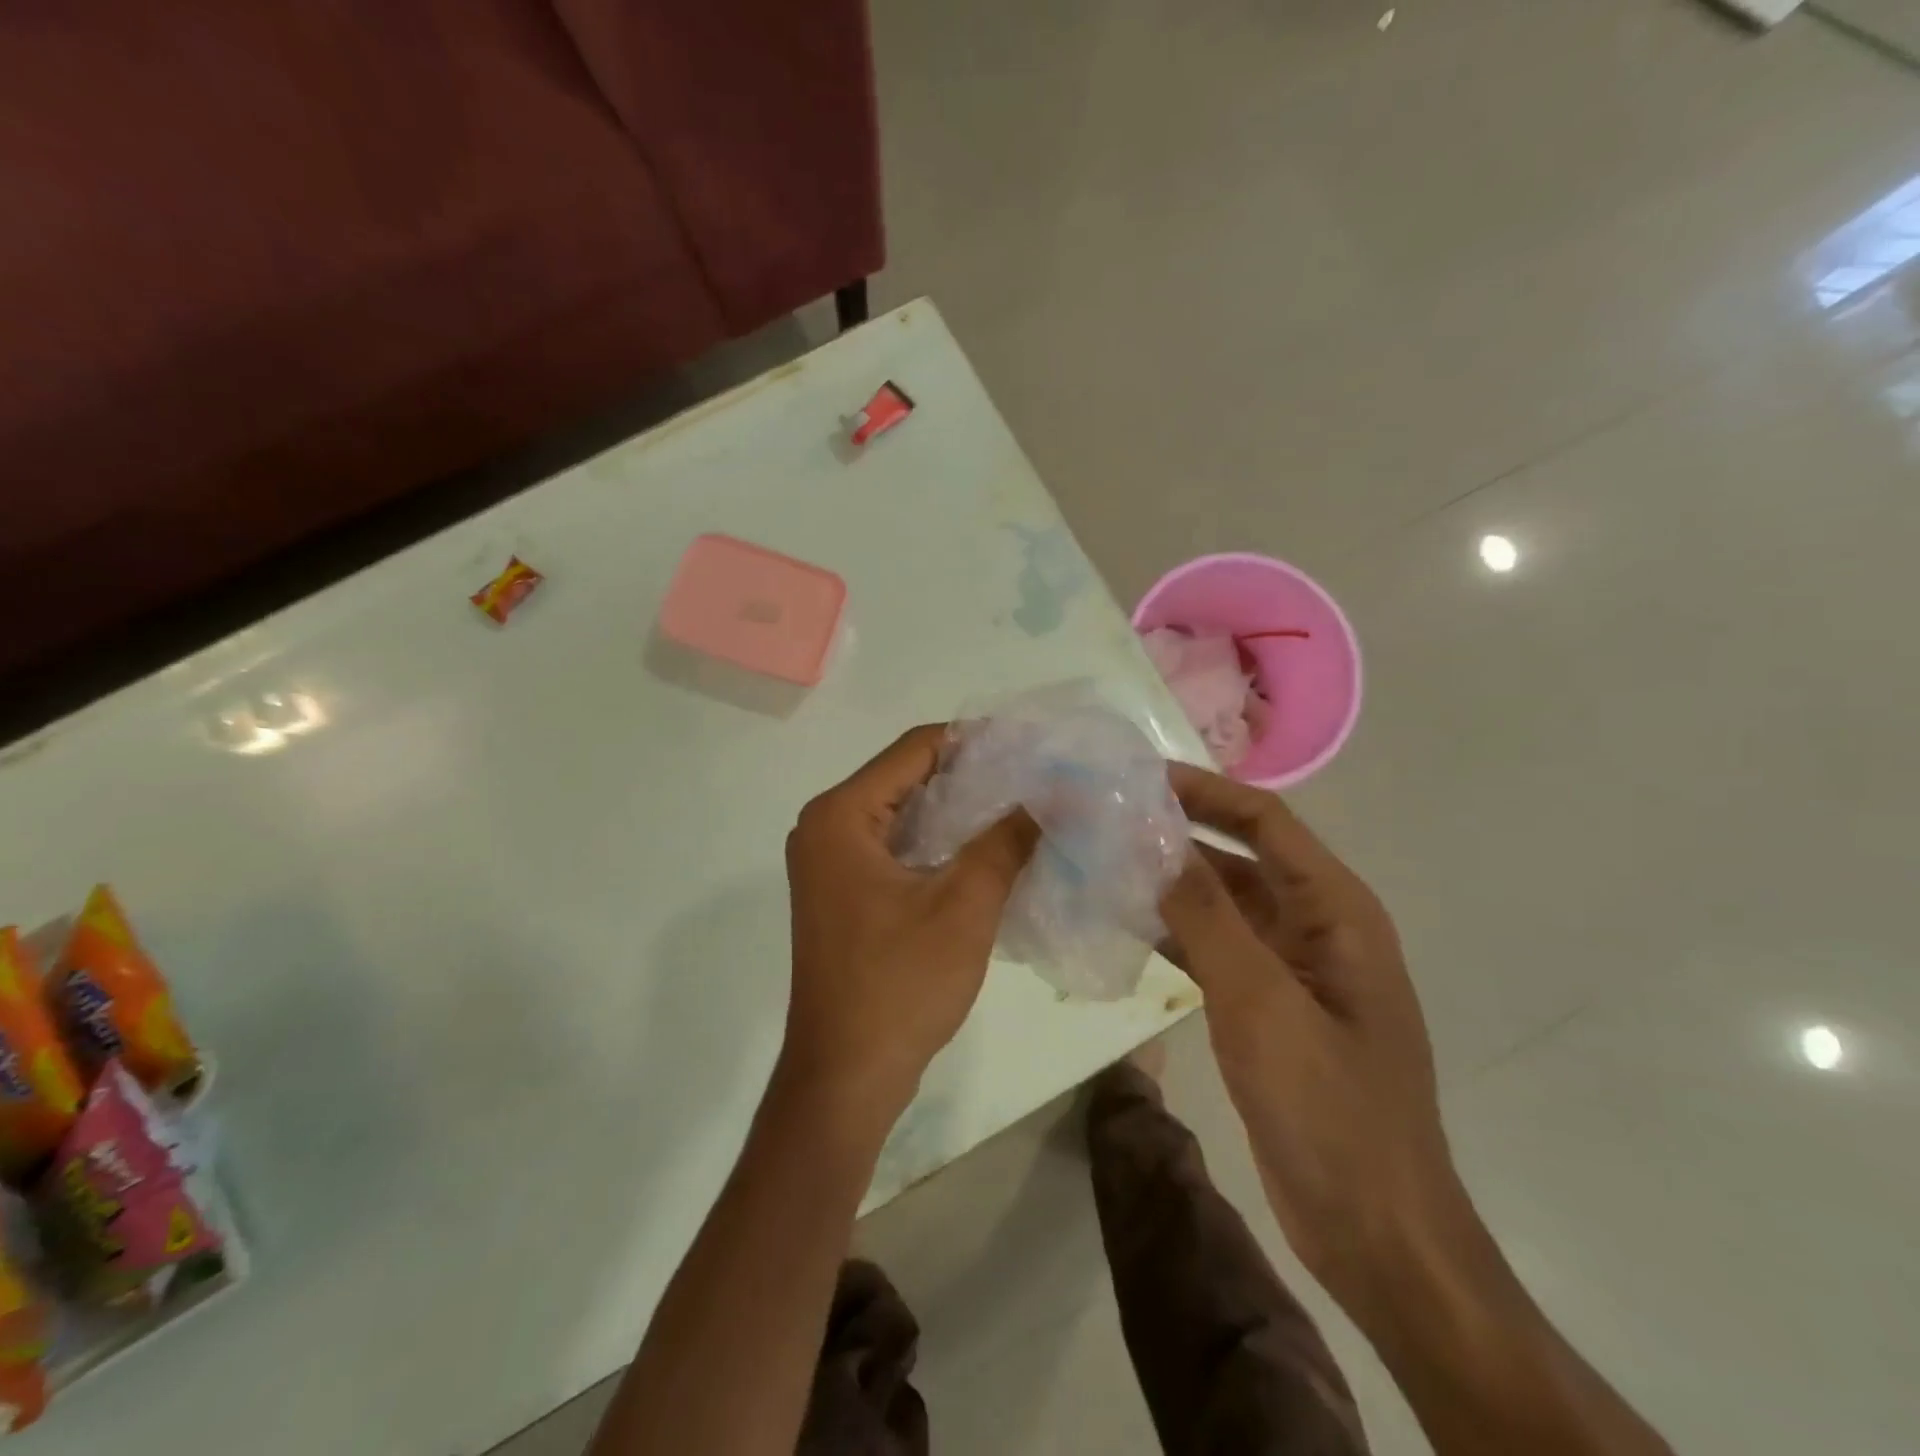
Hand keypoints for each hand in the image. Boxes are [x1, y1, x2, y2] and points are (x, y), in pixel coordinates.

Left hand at [781, 724, 1036, 1129]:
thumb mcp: (965, 905)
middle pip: (906, 778)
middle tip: (1033, 777)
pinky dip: (938, 844)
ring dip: (957, 811)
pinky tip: (986, 851)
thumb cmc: (900, 984)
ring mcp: (830, 864)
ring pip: (903, 814)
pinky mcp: (843, 893)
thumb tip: (1051, 797)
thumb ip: (1007, 841)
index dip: (972, 740)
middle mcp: (826, 828)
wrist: (846, 1076)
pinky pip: (895, 848)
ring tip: (1021, 808)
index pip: (913, 750)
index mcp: (841, 816)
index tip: (1027, 744)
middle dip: (969, 775)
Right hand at [1159, 763, 1467, 1309]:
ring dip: (1170, 882)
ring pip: (1223, 903)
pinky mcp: (1269, 1005)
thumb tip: (1156, 839)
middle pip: (1240, 855)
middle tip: (1107, 816)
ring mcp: (1292, 968)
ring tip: (1102, 862)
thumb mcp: (1260, 1002)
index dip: (1205, 790)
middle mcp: (1317, 926)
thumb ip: (1207, 917)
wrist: (1376, 1231)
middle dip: (1178, 832)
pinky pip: (1217, 947)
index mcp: (1335, 911)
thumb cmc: (1329, 1110)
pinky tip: (1123, 926)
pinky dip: (1174, 931)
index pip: (1264, 821)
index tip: (1139, 777)